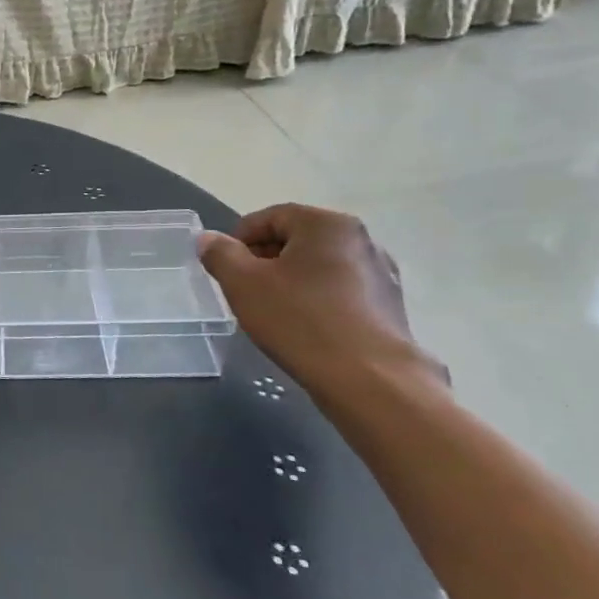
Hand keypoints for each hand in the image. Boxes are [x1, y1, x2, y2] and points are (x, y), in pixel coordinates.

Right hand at [197, 205, 439, 397]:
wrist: (371, 381)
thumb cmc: (300, 320)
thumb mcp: (242, 283)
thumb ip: (220, 254)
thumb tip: (209, 239)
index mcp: (326, 223)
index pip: (269, 217)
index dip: (239, 240)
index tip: (225, 269)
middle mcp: (360, 239)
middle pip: (295, 240)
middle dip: (264, 261)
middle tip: (244, 291)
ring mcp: (381, 274)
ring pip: (318, 268)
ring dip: (290, 282)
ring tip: (272, 312)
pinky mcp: (390, 307)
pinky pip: (340, 292)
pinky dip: (317, 302)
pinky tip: (304, 329)